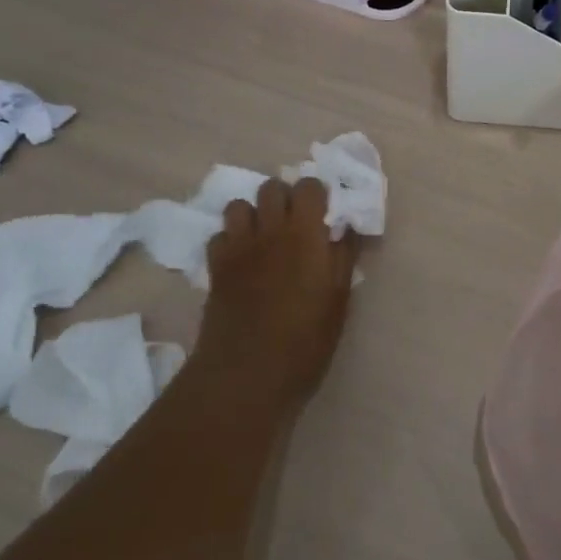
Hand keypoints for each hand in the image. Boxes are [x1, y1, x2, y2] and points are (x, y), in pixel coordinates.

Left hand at [197, 177, 358, 407]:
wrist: (247, 373)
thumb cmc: (305, 340)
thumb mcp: (339, 300)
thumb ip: (343, 257)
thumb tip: (345, 228)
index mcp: (304, 234)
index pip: (308, 187)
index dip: (317, 195)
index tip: (325, 215)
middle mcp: (269, 230)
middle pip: (271, 187)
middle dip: (285, 198)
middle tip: (297, 224)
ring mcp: (237, 247)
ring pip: (239, 205)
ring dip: (254, 214)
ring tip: (266, 237)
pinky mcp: (215, 267)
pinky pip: (220, 235)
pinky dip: (231, 240)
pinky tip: (243, 260)